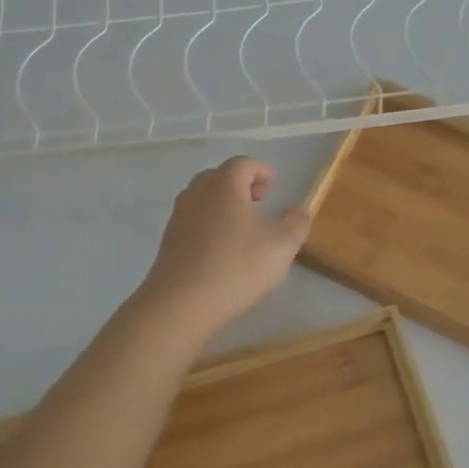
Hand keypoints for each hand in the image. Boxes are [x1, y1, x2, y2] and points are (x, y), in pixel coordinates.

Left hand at [138, 157, 310, 335]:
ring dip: (223, 204)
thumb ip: (296, 224)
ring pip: (203, 198)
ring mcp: (178, 216)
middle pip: (219, 177)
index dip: (261, 171)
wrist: (181, 304)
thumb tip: (300, 210)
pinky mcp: (168, 240)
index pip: (242, 164)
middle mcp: (197, 192)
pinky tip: (221, 249)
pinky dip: (209, 224)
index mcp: (224, 185)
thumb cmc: (236, 267)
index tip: (273, 187)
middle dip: (241, 185)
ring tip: (242, 227)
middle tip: (259, 202)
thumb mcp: (280, 246)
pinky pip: (193, 220)